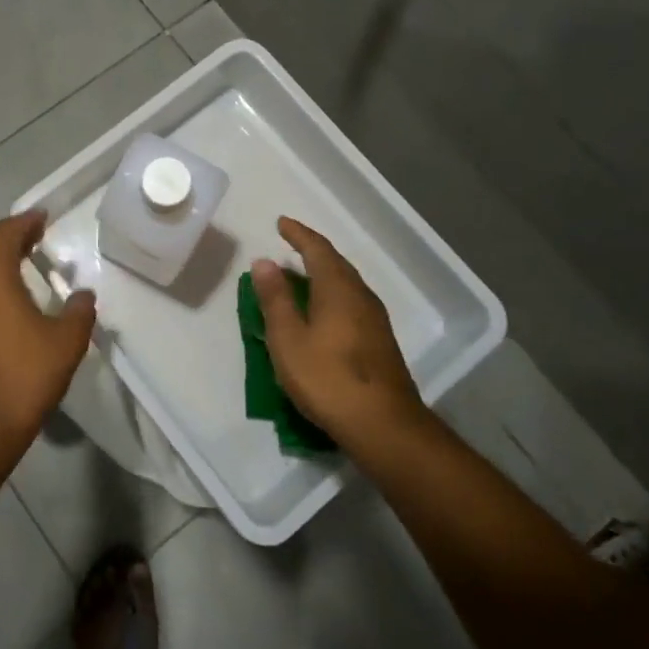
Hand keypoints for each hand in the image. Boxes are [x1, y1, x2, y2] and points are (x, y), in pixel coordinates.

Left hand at [0, 210, 96, 445]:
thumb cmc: (25, 374)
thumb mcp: (66, 341)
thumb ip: (78, 311)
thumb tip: (83, 295)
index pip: (4, 233)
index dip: (24, 222)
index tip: (43, 216)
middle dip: (7, 235)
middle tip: (34, 234)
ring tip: (23, 259)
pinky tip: (9, 295)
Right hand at [250, 216, 428, 444]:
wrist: (384, 425)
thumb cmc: (328, 378)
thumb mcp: (288, 339)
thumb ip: (275, 299)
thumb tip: (264, 261)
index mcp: (337, 289)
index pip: (317, 249)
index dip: (299, 234)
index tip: (281, 223)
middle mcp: (361, 296)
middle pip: (336, 264)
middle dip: (312, 251)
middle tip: (290, 244)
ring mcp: (375, 320)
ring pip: (346, 284)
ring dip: (324, 273)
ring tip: (302, 275)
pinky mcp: (380, 342)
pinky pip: (351, 302)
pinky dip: (332, 294)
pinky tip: (323, 311)